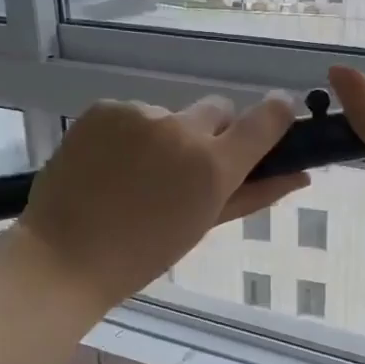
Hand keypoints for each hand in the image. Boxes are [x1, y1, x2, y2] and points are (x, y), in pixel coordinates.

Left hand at [19, 94, 305, 308]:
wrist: (65, 255)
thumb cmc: (143, 254)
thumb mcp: (203, 225)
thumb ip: (254, 195)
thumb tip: (299, 175)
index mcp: (213, 166)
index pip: (266, 118)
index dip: (277, 114)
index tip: (276, 120)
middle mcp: (182, 129)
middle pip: (218, 110)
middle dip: (212, 134)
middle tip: (186, 171)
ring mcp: (140, 114)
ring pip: (171, 115)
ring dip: (165, 137)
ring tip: (134, 178)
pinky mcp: (105, 108)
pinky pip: (133, 114)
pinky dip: (129, 134)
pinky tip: (109, 167)